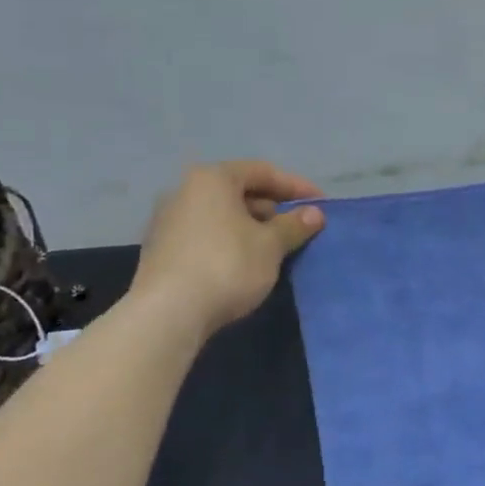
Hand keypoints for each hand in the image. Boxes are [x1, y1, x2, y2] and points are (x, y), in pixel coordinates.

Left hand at [127, 160, 324, 340]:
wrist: (168, 314)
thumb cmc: (227, 266)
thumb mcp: (271, 245)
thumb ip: (294, 225)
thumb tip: (314, 214)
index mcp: (212, 179)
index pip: (263, 171)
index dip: (296, 186)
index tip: (322, 204)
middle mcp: (185, 191)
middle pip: (239, 191)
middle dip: (274, 208)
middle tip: (300, 228)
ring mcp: (169, 221)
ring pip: (223, 215)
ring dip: (253, 227)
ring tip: (278, 248)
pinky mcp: (163, 250)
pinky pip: (207, 235)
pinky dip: (232, 242)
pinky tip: (248, 264)